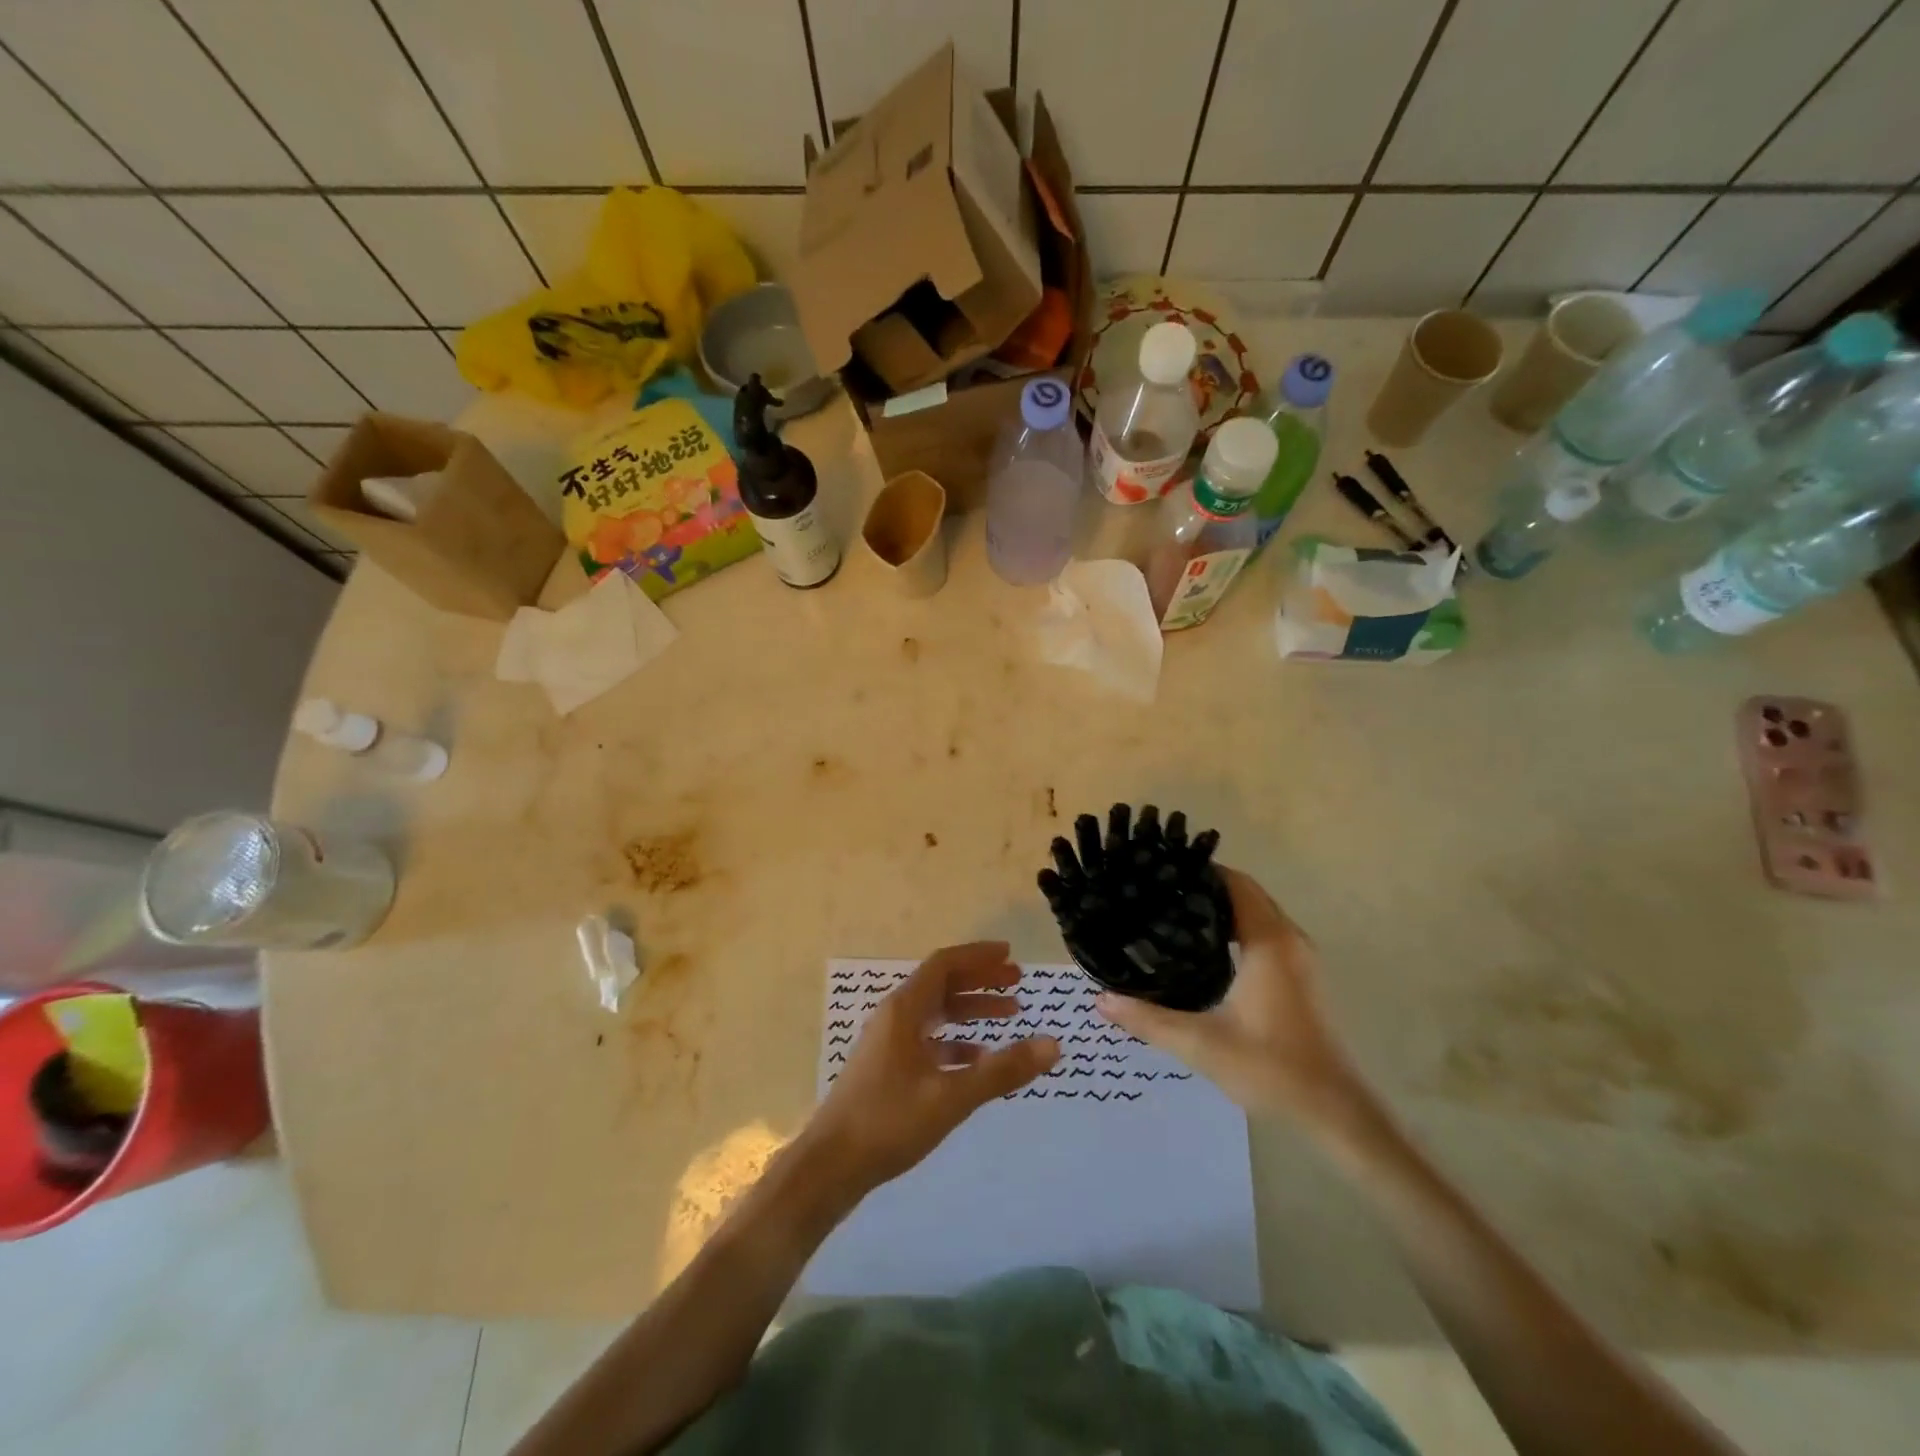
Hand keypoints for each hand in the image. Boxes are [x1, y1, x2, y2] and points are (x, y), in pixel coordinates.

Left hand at [806, 942, 1058, 1194]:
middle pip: (942, 984)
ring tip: (1009, 1016)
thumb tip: (1053, 1044)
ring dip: (970, 1010)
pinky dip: (955, 1041)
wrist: (830, 1166)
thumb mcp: (951, 1096)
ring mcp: (889, 1043)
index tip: (1010, 955)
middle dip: (980, 980)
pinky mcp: (887, 1068)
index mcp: (904, 1009)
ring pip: (935, 1013)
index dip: (978, 956)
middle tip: (1018, 983)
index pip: (944, 964)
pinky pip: (927, 1040)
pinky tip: (977, 1058)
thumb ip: (1002, 1071)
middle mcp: (895, 1017)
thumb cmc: (889, 1121)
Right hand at [1096, 867, 1365, 1127]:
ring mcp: (1300, 958)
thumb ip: (1148, 1019)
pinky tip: (1205, 947)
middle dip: (1204, 886)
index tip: (1159, 870)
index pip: (1234, 883)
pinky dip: (1236, 926)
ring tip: (1173, 913)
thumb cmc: (1273, 1069)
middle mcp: (1288, 939)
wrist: (1336, 1112)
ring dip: (1221, 907)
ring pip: (1257, 912)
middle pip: (1246, 892)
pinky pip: (1265, 932)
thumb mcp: (1202, 1044)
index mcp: (1269, 942)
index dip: (1199, 871)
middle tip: (1156, 890)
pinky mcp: (1301, 977)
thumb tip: (1100, 1000)